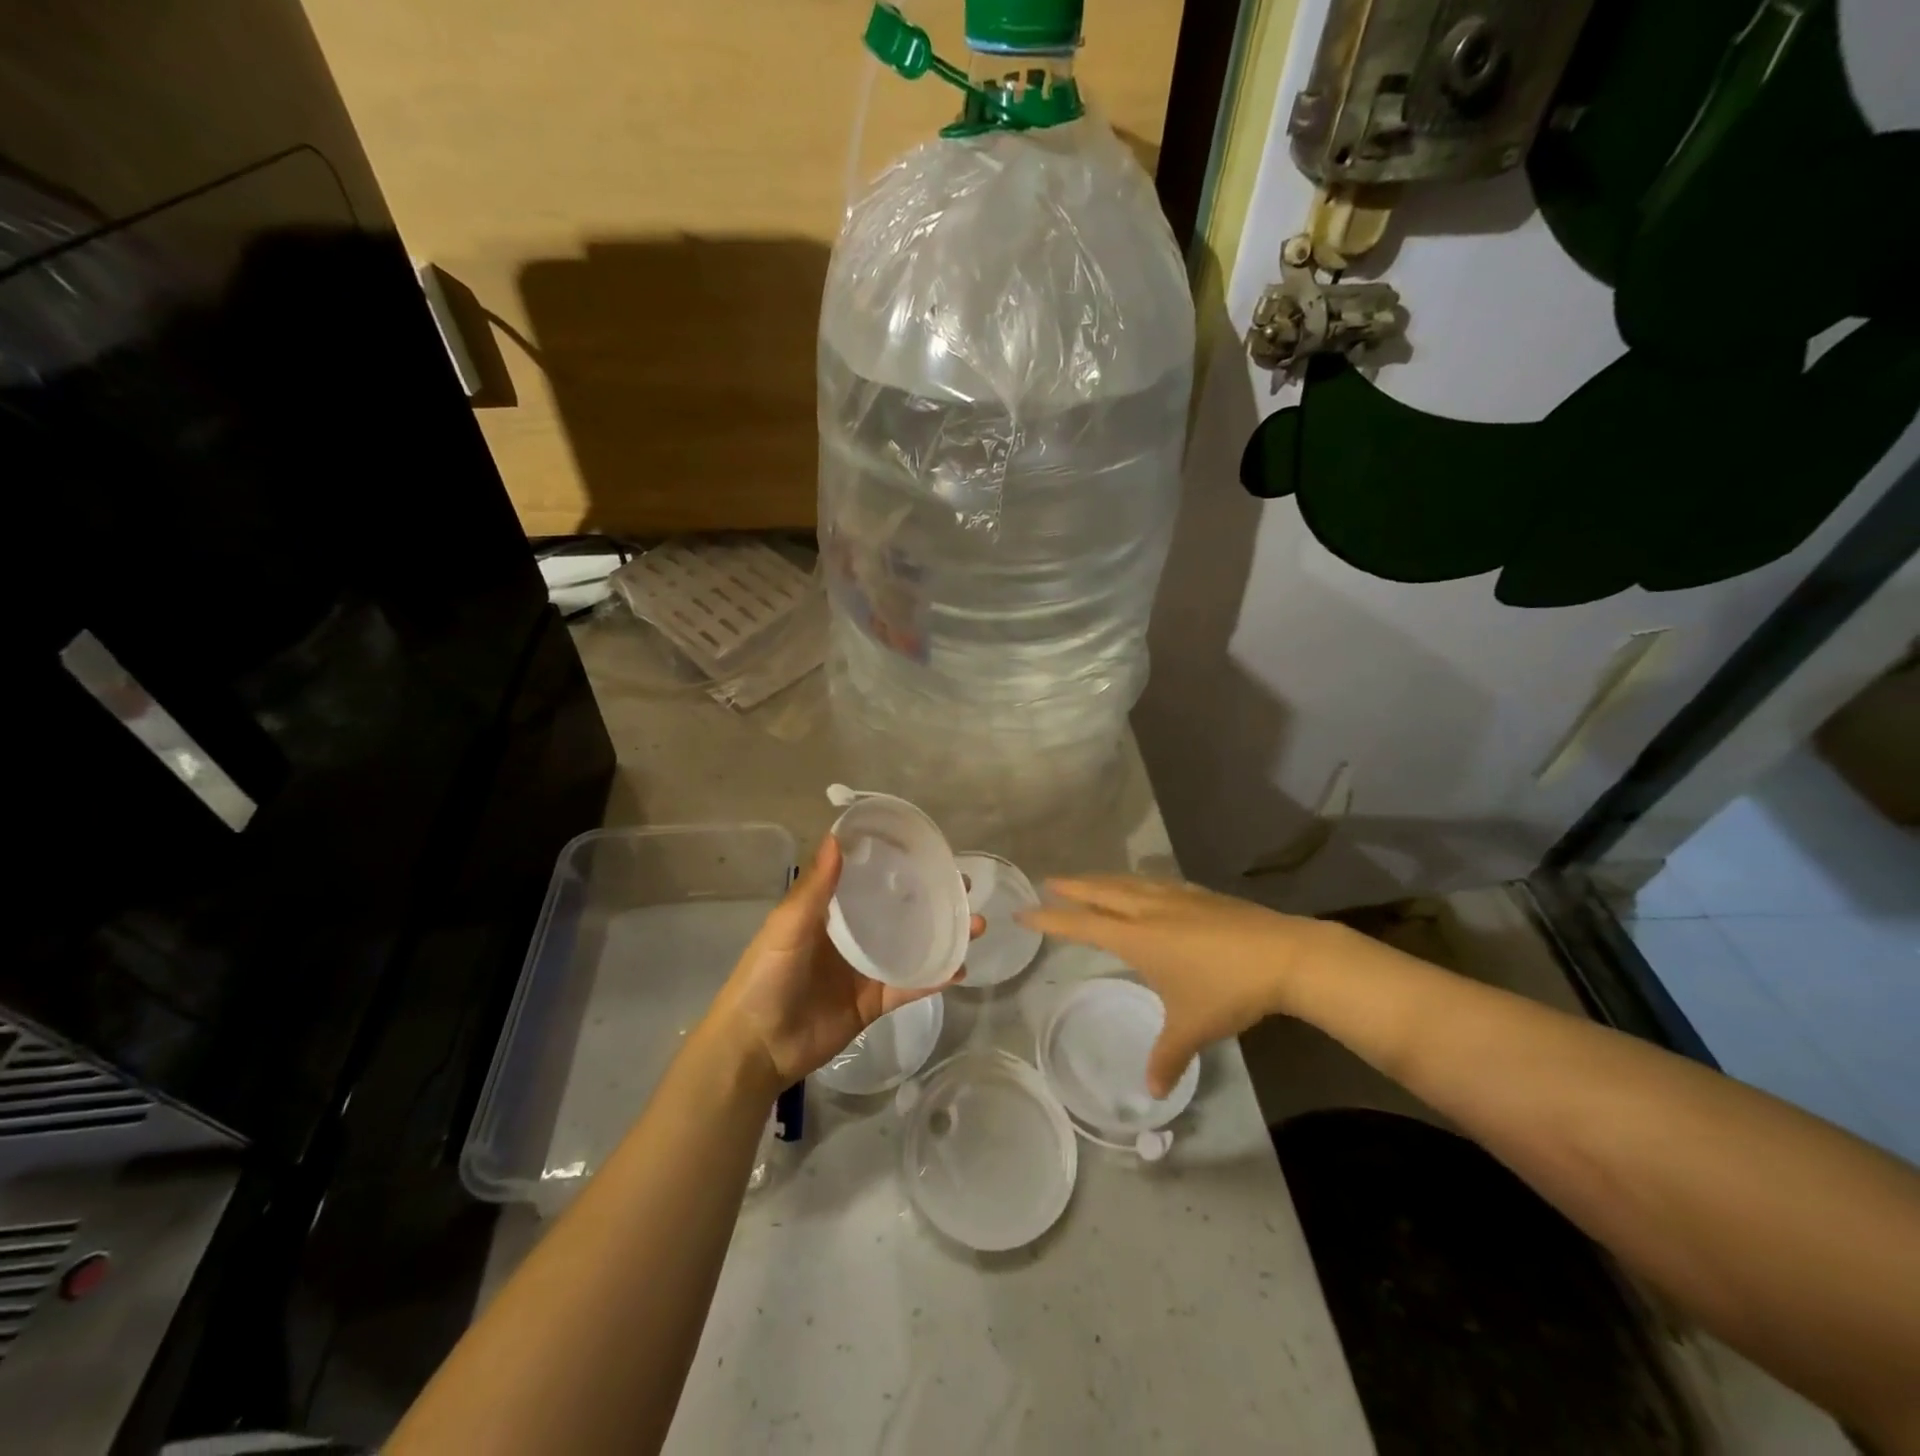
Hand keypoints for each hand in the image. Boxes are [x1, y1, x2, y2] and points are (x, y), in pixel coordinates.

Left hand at [705, 836, 973, 1092]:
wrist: (756, 1046)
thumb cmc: (766, 976)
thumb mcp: (787, 926)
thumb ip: (815, 887)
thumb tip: (838, 837)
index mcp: (830, 913)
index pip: (870, 881)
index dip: (898, 866)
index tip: (930, 852)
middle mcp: (853, 937)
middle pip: (899, 913)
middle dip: (933, 900)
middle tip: (965, 889)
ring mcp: (866, 971)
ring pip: (913, 947)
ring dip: (944, 936)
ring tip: (976, 925)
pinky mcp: (874, 1003)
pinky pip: (910, 986)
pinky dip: (935, 978)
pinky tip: (961, 968)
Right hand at [1020, 876, 1338, 1096]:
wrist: (1284, 956)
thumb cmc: (1228, 990)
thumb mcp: (1192, 1028)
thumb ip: (1167, 1057)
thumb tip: (1152, 1091)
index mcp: (1137, 937)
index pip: (1082, 924)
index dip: (1050, 919)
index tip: (1024, 910)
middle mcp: (1149, 910)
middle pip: (1101, 892)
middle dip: (1073, 887)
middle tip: (1049, 881)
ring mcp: (1176, 898)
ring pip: (1128, 882)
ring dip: (1103, 879)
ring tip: (1090, 880)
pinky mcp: (1201, 895)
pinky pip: (1155, 882)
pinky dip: (1136, 882)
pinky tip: (1145, 886)